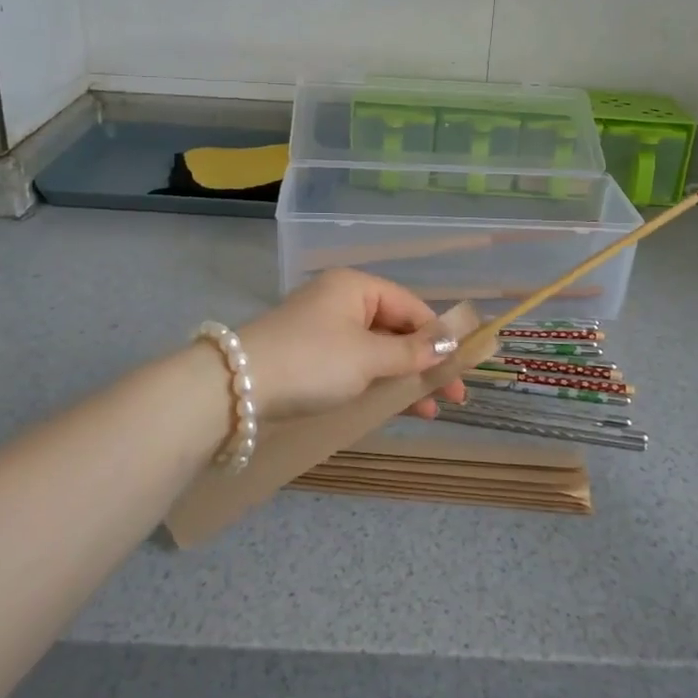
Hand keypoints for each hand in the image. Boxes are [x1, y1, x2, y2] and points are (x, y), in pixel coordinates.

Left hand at [234, 270, 467, 420]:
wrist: (236, 389)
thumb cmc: (312, 362)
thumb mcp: (368, 357)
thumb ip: (412, 352)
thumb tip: (449, 343)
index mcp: (356, 287)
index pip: (412, 307)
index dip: (440, 337)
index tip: (462, 370)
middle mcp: (341, 301)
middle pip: (396, 329)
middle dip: (425, 362)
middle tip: (452, 397)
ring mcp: (324, 330)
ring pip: (377, 351)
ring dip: (404, 378)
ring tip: (428, 411)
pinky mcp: (310, 357)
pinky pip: (356, 365)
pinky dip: (377, 383)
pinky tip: (394, 406)